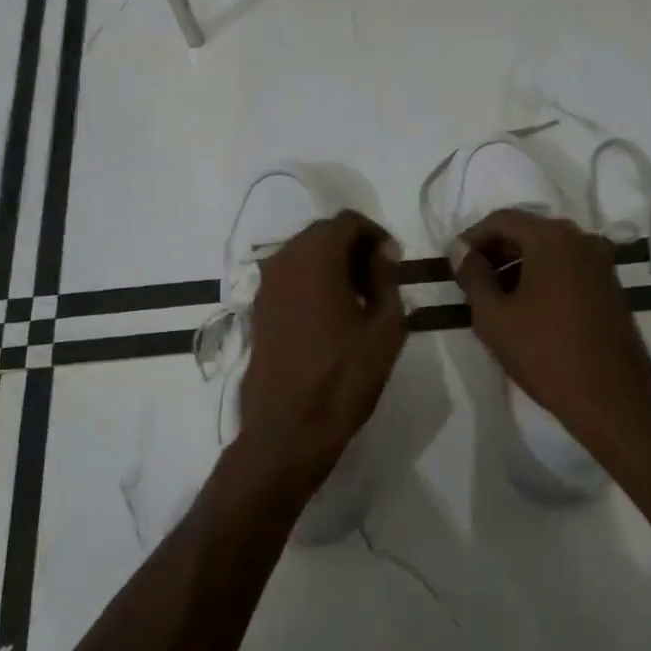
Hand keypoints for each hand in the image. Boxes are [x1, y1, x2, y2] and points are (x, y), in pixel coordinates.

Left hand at [239, 211, 405, 472]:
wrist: (288, 428)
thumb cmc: (344, 377)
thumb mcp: (385, 328)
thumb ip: (387, 280)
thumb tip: (383, 254)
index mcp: (316, 257)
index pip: (348, 221)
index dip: (376, 235)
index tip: (394, 262)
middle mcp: (283, 261)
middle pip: (322, 234)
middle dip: (353, 248)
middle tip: (380, 280)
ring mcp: (265, 286)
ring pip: (303, 255)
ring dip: (332, 265)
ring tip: (359, 300)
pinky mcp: (257, 310)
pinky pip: (289, 279)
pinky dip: (312, 283)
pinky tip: (332, 316)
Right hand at [454, 209, 650, 458]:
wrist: (611, 398)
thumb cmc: (544, 353)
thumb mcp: (494, 316)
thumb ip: (472, 274)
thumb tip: (459, 248)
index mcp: (552, 238)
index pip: (502, 219)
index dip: (473, 237)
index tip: (454, 262)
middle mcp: (582, 239)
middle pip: (528, 231)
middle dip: (496, 251)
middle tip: (470, 280)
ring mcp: (602, 263)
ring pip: (549, 251)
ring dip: (518, 265)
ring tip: (494, 298)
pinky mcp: (611, 286)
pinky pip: (568, 268)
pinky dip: (543, 277)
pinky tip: (526, 308)